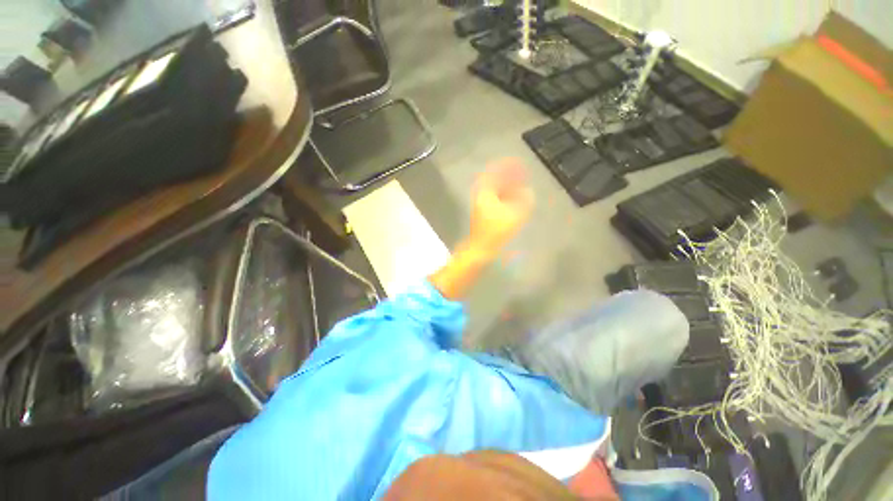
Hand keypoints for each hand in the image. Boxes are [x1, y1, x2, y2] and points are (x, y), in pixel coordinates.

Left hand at [469, 159, 534, 254]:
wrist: (480, 248)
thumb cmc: (495, 231)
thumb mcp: (514, 215)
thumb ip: (523, 201)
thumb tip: (528, 192)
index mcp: (485, 193)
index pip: (495, 173)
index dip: (506, 166)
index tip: (518, 163)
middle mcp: (481, 196)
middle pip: (495, 181)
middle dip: (509, 176)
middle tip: (522, 174)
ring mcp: (482, 205)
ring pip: (496, 191)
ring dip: (508, 186)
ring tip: (521, 185)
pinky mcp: (484, 214)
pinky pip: (496, 199)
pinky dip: (505, 196)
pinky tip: (515, 199)